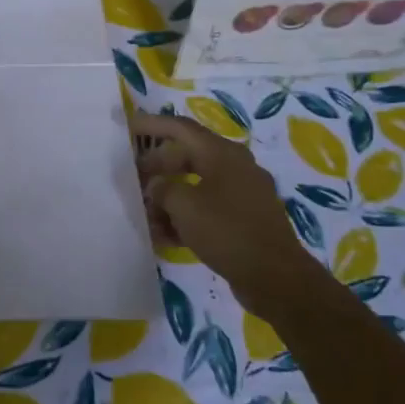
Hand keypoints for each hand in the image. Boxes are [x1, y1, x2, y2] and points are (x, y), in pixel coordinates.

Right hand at [130, 112, 307, 301]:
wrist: (277, 278)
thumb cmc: (228, 231)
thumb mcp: (184, 206)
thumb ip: (162, 189)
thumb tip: (156, 187)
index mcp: (222, 153)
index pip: (180, 128)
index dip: (152, 125)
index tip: (128, 127)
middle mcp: (235, 167)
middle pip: (187, 156)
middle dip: (157, 167)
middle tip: (132, 179)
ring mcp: (242, 194)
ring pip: (196, 185)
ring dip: (169, 198)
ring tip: (145, 215)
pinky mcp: (244, 220)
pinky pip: (208, 209)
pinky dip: (186, 217)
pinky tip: (165, 237)